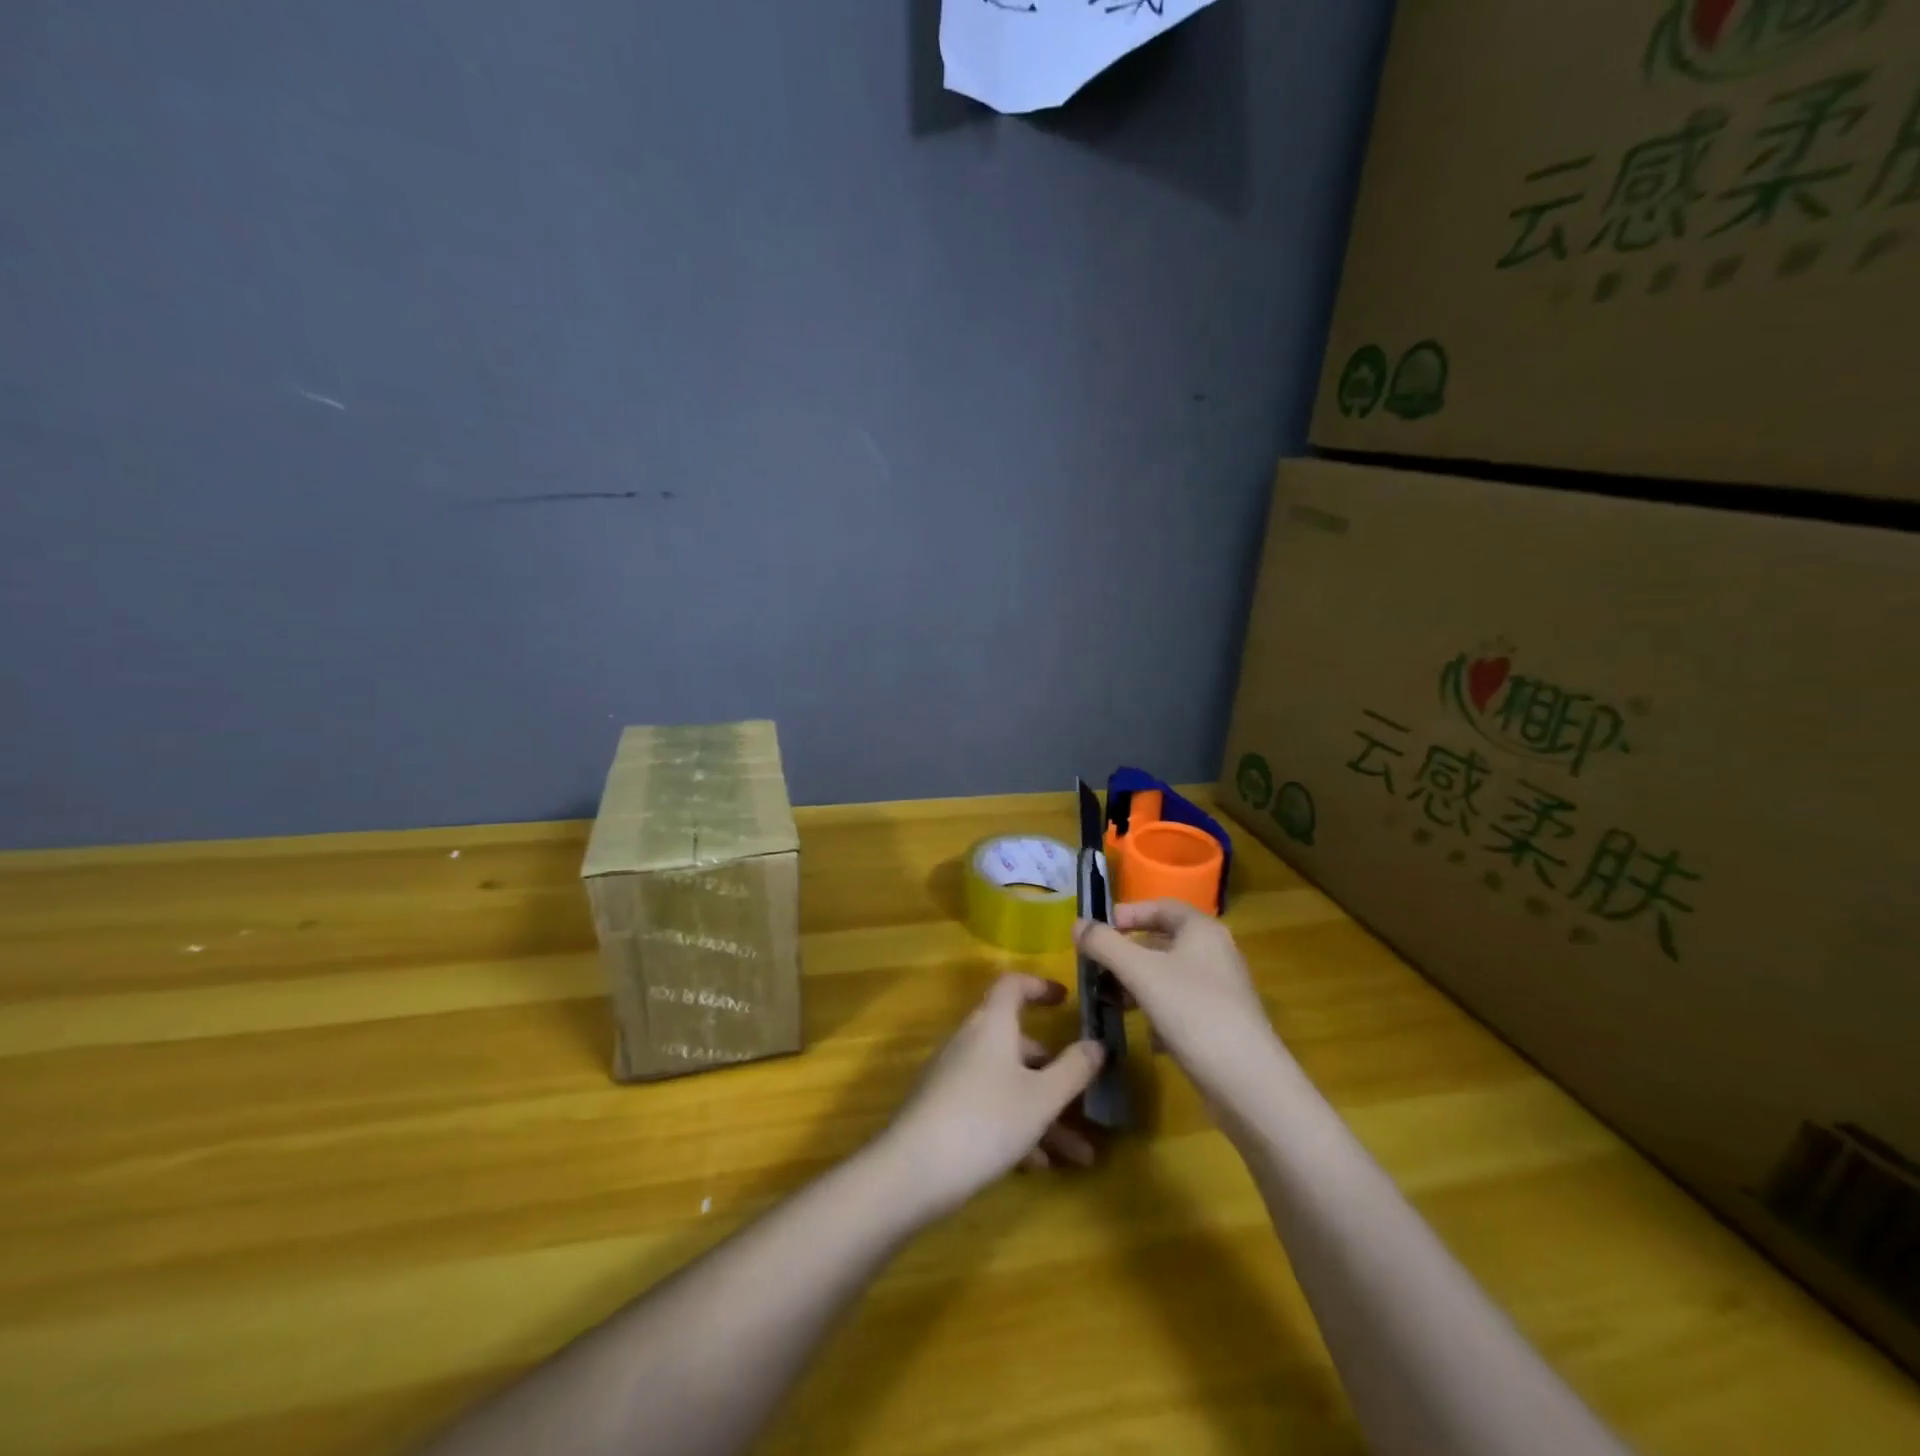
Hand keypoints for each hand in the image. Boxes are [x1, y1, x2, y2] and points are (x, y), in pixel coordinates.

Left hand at [879, 974, 1104, 1217]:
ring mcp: (954, 1075)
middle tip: (1086, 1096)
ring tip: (1079, 1154)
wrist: (913, 1171)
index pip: (1013, 985)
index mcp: (992, 1023)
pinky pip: (990, 1106)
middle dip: (1055, 1070)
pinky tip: (1040, 1165)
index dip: (1040, 986)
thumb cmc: (986, 1120)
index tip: (1066, 1000)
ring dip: (1044, 1111)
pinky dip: (1017, 1126)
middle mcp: (971, 1040)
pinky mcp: (944, 1108)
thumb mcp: (1041, 1098)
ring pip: (1009, 1082)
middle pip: (1017, 1042)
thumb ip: (1074, 1069)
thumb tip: (1097, 1043)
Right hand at [1074, 900, 1287, 1107]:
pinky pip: (1181, 1005)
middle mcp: (1215, 953)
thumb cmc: (1192, 1012)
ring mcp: (1221, 990)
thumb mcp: (1140, 972)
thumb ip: (1105, 945)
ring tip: (1112, 1000)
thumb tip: (1077, 924)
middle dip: (1127, 952)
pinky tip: (1146, 1034)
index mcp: (1202, 930)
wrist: (1247, 1082)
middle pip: (1163, 941)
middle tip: (1097, 966)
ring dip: (1138, 984)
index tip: (1096, 930)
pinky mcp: (1221, 1023)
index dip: (1127, 914)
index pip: (1161, 906)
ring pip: (1169, 975)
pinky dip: (1158, 1012)